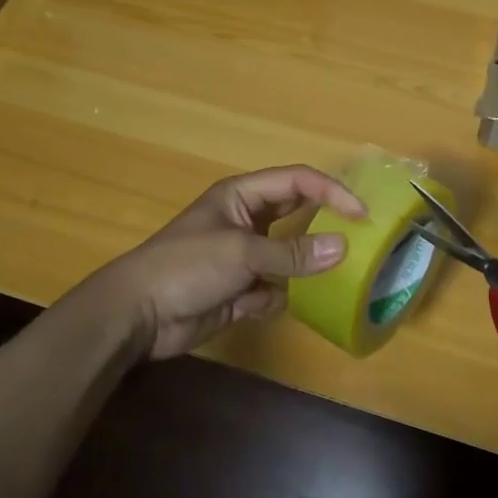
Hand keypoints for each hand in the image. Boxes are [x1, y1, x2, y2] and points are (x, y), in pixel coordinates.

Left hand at [66, 165, 365, 358]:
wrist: (136, 316)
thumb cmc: (186, 266)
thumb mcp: (242, 252)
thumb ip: (292, 252)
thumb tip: (343, 249)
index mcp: (241, 196)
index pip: (297, 181)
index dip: (331, 191)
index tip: (361, 214)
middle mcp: (245, 221)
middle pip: (294, 214)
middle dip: (323, 223)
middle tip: (360, 235)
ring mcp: (242, 257)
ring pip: (287, 255)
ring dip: (304, 265)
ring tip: (337, 274)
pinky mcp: (238, 291)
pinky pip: (272, 288)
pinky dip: (277, 296)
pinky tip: (272, 304)